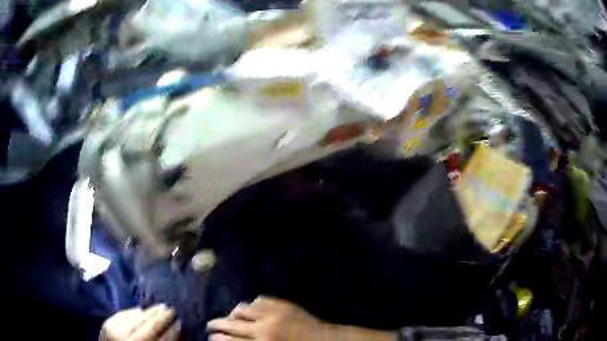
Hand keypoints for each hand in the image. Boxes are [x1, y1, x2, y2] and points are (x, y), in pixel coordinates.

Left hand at [100, 304, 179, 340]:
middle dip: (161, 317)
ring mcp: (114, 330)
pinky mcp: (106, 323)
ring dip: (149, 311)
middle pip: (147, 326)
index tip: (180, 323)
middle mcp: (126, 339)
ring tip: (159, 307)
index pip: (160, 339)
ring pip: (135, 317)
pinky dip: (134, 311)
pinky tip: (141, 309)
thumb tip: (177, 332)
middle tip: (171, 310)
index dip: (171, 332)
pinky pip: (123, 314)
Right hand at [207, 297, 322, 340]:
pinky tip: (251, 310)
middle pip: (231, 324)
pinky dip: (252, 305)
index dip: (217, 338)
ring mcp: (274, 313)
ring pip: (242, 308)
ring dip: (234, 314)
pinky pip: (260, 300)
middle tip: (211, 325)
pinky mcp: (284, 304)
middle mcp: (265, 328)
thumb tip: (229, 340)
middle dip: (217, 324)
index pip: (230, 340)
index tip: (211, 336)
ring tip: (230, 317)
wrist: (325, 340)